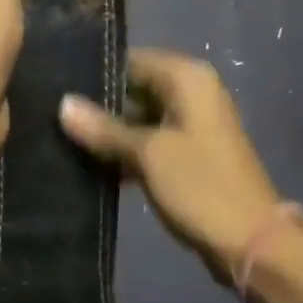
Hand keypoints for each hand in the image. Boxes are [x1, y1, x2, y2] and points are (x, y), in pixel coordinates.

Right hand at [59, 49, 283, 282]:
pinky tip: (90, 166)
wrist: (250, 241)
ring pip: (140, 119)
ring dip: (109, 133)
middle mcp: (192, 94)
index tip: (55, 86)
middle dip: (98, 105)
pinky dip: (126, 153)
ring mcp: (192, 127)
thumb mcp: (148, 154)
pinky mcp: (189, 157)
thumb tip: (63, 104)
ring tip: (61, 140)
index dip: (96, 74)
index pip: (132, 61)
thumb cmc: (201, 185)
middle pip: (135, 89)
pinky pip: (149, 144)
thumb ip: (105, 129)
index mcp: (188, 79)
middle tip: (52, 117)